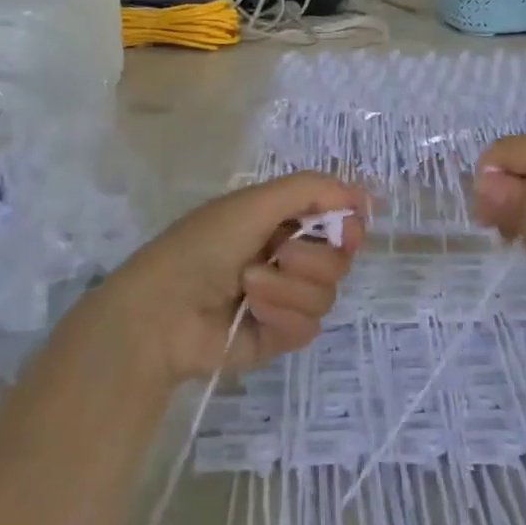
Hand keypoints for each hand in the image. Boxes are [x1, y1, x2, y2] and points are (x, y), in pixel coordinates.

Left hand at [99, 173, 365, 385]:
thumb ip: (311, 190)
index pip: (341, 221)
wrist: (162, 312)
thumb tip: (363, 195)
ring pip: (327, 294)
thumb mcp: (254, 202)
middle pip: (341, 259)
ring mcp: (286, 298)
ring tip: (249, 285)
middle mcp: (290, 256)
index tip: (345, 230)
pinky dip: (282, 315)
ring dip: (287, 288)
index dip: (349, 225)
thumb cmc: (203, 246)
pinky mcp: (280, 334)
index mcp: (283, 220)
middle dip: (310, 258)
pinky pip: (310, 326)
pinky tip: (252, 312)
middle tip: (279, 255)